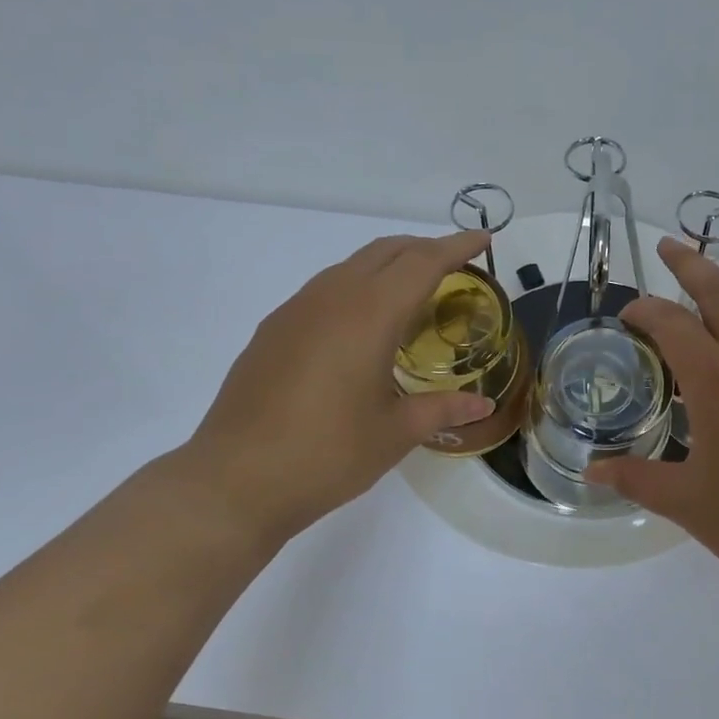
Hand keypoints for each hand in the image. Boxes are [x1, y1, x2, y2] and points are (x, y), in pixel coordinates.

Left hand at [170, 230, 496, 547]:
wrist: (234, 481)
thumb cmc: (327, 455)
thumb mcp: (395, 433)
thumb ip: (442, 409)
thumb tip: (482, 405)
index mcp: (368, 315)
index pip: (422, 263)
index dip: (456, 246)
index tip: (483, 237)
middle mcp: (331, 299)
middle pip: (384, 252)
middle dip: (423, 248)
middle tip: (454, 266)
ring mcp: (295, 311)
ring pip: (350, 266)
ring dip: (387, 266)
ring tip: (412, 293)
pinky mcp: (272, 330)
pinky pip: (325, 290)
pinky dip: (357, 288)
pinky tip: (361, 326)